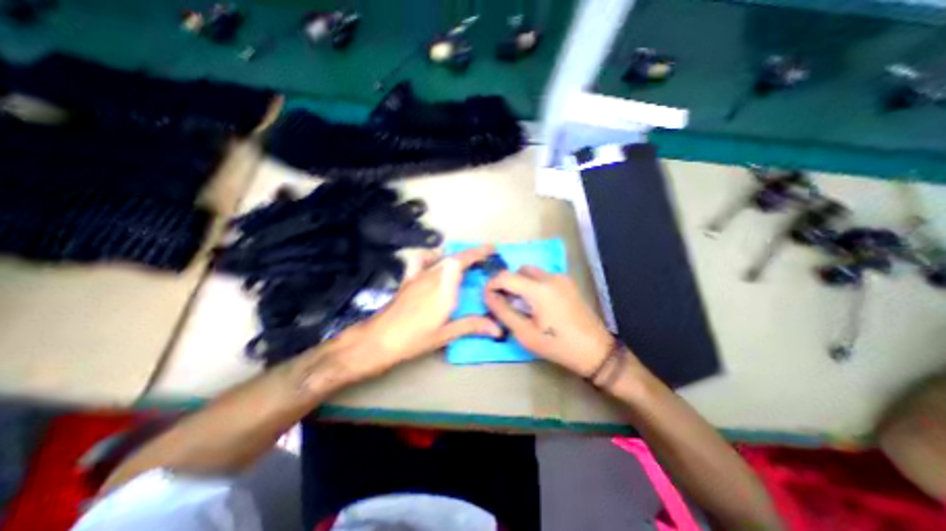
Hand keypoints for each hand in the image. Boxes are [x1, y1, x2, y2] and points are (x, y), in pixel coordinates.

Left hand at [324, 244, 506, 384]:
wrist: (379, 339)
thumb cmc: (414, 339)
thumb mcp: (445, 335)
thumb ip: (472, 326)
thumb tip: (497, 328)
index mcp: (443, 290)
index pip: (461, 261)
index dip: (477, 252)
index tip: (491, 251)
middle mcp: (431, 277)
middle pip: (453, 257)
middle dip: (472, 254)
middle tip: (486, 259)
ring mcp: (418, 276)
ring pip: (441, 257)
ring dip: (456, 256)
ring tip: (467, 262)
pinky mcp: (409, 279)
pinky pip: (421, 260)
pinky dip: (431, 256)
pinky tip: (436, 263)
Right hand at [483, 270, 625, 377]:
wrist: (595, 350)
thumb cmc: (557, 345)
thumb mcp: (524, 333)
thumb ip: (503, 311)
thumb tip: (488, 296)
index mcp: (538, 289)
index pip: (505, 276)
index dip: (492, 285)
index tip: (488, 298)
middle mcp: (550, 277)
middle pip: (518, 270)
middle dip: (508, 283)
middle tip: (506, 303)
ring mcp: (561, 278)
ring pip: (531, 272)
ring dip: (521, 283)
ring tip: (522, 305)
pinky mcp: (567, 283)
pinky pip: (543, 277)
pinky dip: (533, 285)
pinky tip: (538, 304)